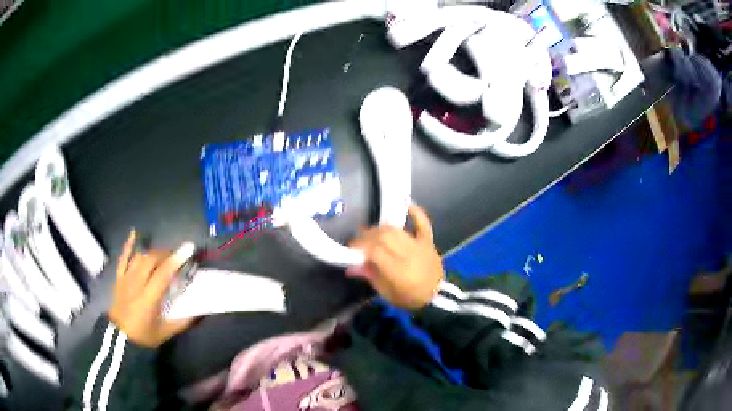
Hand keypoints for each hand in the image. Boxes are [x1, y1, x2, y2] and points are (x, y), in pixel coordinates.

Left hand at [108, 230, 196, 347]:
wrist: (120, 337)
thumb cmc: (144, 336)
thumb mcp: (165, 332)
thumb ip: (183, 322)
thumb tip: (201, 312)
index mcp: (148, 298)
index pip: (163, 274)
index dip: (176, 260)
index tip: (188, 249)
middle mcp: (136, 284)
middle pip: (151, 260)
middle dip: (166, 254)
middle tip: (177, 258)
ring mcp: (126, 279)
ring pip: (140, 257)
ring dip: (153, 253)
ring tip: (163, 256)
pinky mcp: (119, 278)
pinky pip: (123, 258)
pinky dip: (128, 245)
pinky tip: (134, 233)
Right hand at [348, 205, 443, 309]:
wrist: (436, 297)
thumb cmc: (408, 298)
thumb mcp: (386, 292)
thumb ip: (370, 276)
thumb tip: (351, 267)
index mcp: (397, 270)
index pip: (375, 250)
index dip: (360, 246)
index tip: (352, 248)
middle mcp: (408, 254)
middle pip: (384, 236)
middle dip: (368, 235)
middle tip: (360, 240)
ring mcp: (420, 246)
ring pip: (397, 230)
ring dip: (382, 228)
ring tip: (373, 232)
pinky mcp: (429, 242)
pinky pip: (423, 224)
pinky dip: (416, 213)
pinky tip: (407, 205)